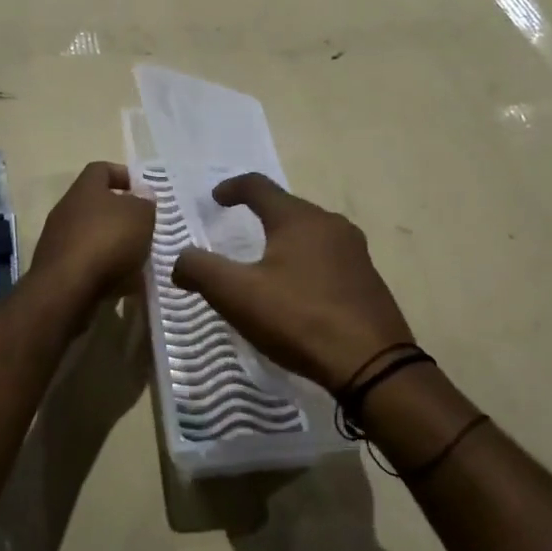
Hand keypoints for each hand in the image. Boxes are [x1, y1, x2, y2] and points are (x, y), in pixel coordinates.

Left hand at [31, 161, 155, 303]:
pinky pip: (86, 261)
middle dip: (122, 215)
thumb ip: (144, 202)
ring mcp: (58, 239)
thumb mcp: (140, 216)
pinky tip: (123, 283)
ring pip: (93, 234)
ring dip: (115, 244)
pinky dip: (104, 268)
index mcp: (85, 188)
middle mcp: (66, 209)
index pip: (101, 169)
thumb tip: (142, 195)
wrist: (66, 289)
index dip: (123, 175)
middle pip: (97, 204)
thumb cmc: (107, 241)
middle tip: (145, 227)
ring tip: (139, 259)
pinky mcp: (57, 268)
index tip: (143, 191)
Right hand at [172, 174, 413, 392]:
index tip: (215, 199)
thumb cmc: (299, 319)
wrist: (372, 365)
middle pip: (287, 208)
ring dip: (284, 240)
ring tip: (265, 262)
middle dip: (259, 215)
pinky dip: (305, 263)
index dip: (232, 188)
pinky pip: (328, 258)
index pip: (259, 186)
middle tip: (236, 231)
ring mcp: (355, 252)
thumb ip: (200, 269)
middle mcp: (330, 224)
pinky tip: (297, 291)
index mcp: (298, 218)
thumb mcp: (237, 295)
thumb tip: (179, 260)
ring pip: (310, 233)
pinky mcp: (367, 279)